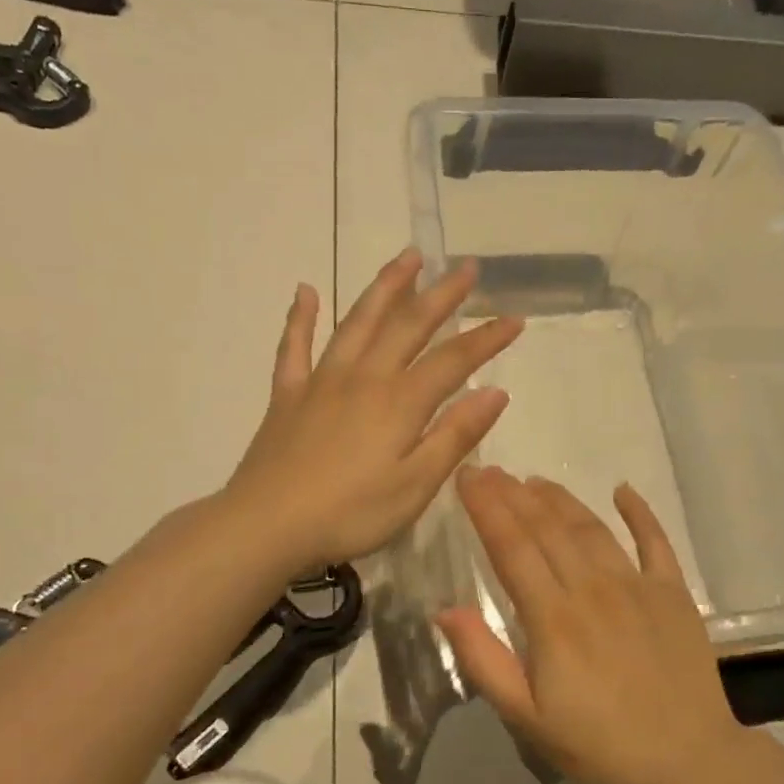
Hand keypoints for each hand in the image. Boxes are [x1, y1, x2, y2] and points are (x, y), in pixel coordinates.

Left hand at [227, 249, 522, 574]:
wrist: (267, 525)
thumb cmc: (351, 513)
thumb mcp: (416, 485)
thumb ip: (455, 435)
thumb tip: (495, 392)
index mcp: (400, 402)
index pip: (453, 361)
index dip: (487, 339)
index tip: (515, 319)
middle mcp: (364, 378)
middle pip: (408, 326)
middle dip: (441, 295)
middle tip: (466, 267)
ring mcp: (321, 382)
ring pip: (357, 322)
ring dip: (385, 288)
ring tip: (407, 258)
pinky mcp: (288, 395)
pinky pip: (294, 347)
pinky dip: (301, 317)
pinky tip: (305, 291)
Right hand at [436, 468, 751, 783]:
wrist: (687, 761)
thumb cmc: (598, 745)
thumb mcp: (526, 717)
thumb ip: (484, 660)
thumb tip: (445, 609)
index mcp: (552, 617)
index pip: (511, 547)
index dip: (486, 508)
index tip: (468, 476)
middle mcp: (592, 588)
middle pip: (546, 528)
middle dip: (514, 495)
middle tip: (492, 470)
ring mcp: (637, 585)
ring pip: (590, 528)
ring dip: (560, 499)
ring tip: (535, 480)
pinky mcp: (673, 593)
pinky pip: (655, 541)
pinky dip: (639, 512)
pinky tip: (623, 490)